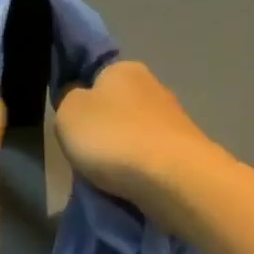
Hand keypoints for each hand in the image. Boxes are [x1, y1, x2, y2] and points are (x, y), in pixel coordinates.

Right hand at [54, 62, 224, 228]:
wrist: (170, 176)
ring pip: (137, 134)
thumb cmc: (112, 137)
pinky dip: (141, 169)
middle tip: (89, 157)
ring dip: (124, 152)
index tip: (75, 128)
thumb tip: (78, 100)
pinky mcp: (186, 149)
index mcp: (123, 69)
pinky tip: (133, 184)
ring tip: (109, 177)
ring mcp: (174, 118)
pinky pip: (153, 156)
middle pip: (118, 108)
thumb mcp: (68, 114)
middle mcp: (153, 85)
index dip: (82, 101)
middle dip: (105, 130)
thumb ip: (67, 101)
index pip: (96, 78)